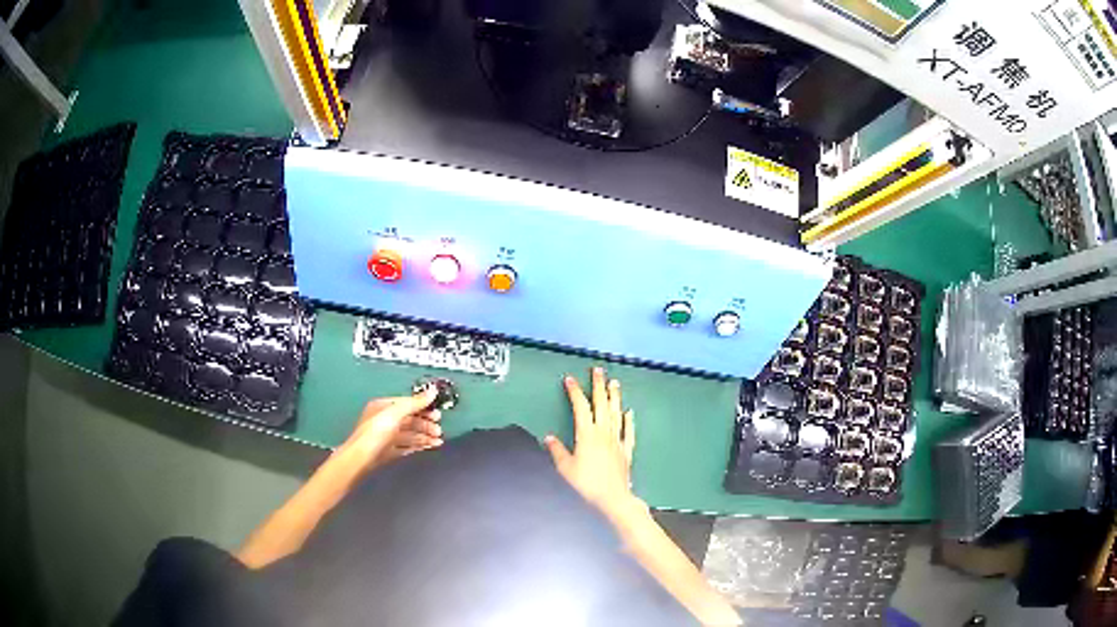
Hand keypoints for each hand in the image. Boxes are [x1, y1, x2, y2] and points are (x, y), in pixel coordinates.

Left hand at [342, 388, 444, 473]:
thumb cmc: (374, 434)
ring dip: (424, 436)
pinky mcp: (389, 451)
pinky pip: (407, 446)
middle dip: (425, 424)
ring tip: (438, 440)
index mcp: (383, 407)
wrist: (361, 460)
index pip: (407, 403)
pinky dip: (419, 445)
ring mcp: (386, 437)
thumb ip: (414, 402)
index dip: (422, 407)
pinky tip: (428, 446)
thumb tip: (431, 391)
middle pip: (409, 419)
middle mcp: (384, 420)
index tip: (436, 411)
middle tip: (438, 428)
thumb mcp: (395, 413)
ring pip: (410, 434)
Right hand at [545, 367, 642, 522]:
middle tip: (598, 370)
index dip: (575, 392)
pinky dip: (629, 420)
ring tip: (614, 383)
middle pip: (601, 404)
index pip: (580, 407)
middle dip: (598, 386)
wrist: (612, 498)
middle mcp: (604, 433)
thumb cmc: (586, 484)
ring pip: (616, 413)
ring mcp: (617, 440)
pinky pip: (628, 431)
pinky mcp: (626, 451)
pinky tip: (629, 412)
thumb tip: (548, 438)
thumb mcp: (565, 468)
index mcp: (587, 434)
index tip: (570, 379)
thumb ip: (557, 451)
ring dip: (614, 397)